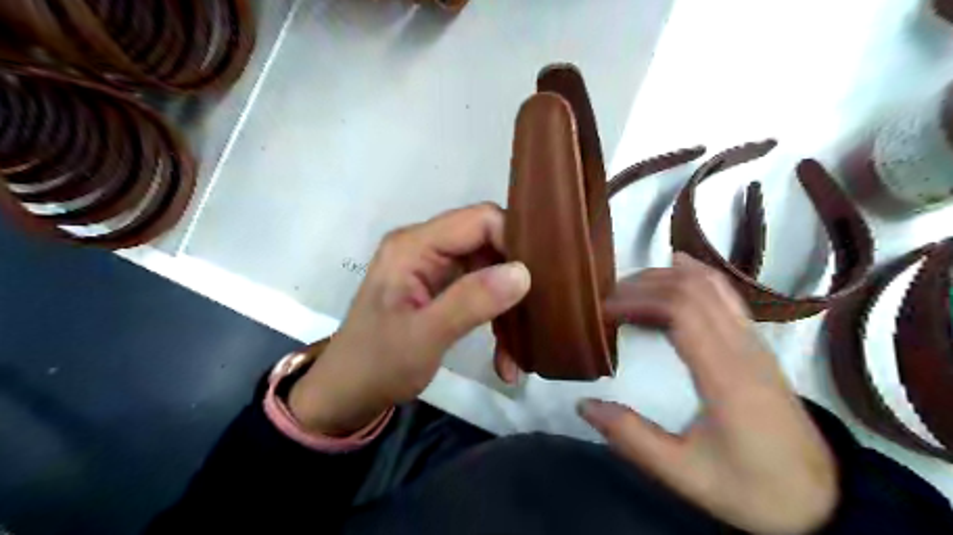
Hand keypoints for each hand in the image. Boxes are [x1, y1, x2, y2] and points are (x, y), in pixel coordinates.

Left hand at [287, 202, 533, 433]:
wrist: (348, 394)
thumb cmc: (377, 364)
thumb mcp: (424, 336)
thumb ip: (471, 301)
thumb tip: (523, 273)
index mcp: (414, 246)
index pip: (479, 220)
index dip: (512, 242)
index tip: (536, 281)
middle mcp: (426, 247)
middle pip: (489, 243)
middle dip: (515, 279)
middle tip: (536, 314)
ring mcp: (434, 269)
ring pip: (490, 270)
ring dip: (508, 307)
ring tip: (518, 348)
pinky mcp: (441, 289)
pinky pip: (481, 292)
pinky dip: (496, 320)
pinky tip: (505, 357)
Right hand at [577, 255, 834, 534]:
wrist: (825, 500)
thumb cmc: (753, 489)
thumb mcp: (685, 475)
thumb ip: (632, 438)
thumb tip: (584, 404)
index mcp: (726, 376)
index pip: (681, 311)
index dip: (638, 300)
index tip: (604, 311)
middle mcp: (742, 347)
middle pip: (692, 289)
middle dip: (644, 284)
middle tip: (608, 300)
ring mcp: (754, 341)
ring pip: (711, 285)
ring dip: (667, 276)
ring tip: (631, 287)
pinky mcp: (757, 344)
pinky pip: (725, 294)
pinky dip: (695, 276)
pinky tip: (676, 273)